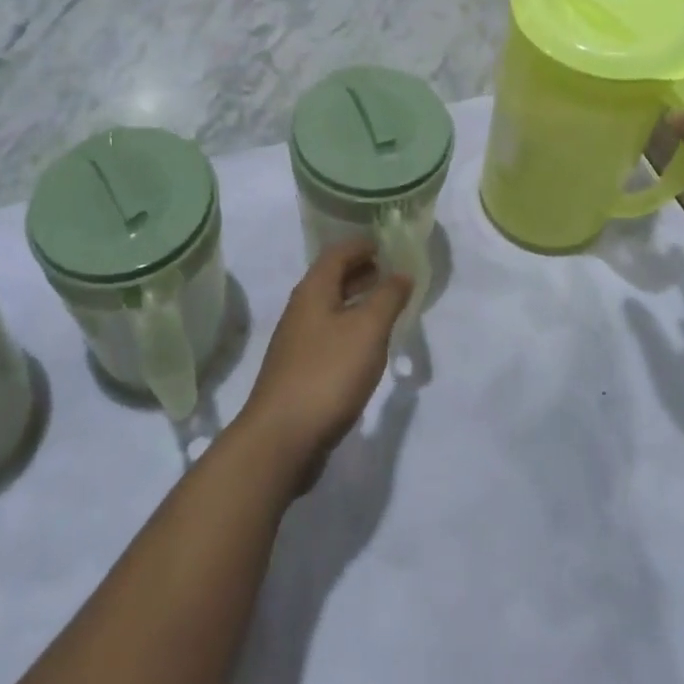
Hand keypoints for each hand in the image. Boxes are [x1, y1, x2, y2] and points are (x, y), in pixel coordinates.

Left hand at [235, 240, 409, 493]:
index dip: (362, 245)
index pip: (337, 253)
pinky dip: (350, 329)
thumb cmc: (328, 373)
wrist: (282, 438)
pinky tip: (366, 347)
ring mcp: (297, 343)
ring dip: (356, 301)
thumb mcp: (368, 329)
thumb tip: (401, 273)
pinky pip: (329, 336)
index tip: (387, 245)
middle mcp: (301, 310)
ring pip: (330, 308)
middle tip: (391, 273)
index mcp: (313, 291)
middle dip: (361, 272)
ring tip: (385, 307)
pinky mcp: (300, 372)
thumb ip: (388, 297)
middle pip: (331, 279)